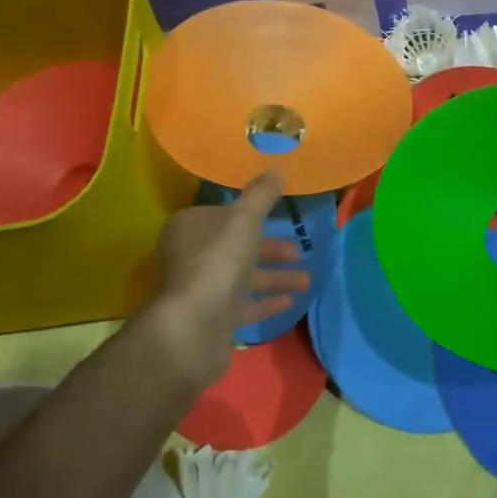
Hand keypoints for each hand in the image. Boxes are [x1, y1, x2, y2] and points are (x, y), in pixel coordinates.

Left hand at [143, 174, 309, 387]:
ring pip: (242, 276)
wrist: (192, 329)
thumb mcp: (244, 220)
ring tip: (306, 280)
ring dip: (274, 276)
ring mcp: (200, 289)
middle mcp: (190, 256)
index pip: (222, 213)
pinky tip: (290, 300)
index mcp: (190, 227)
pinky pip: (242, 305)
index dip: (250, 213)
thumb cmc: (217, 263)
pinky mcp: (210, 319)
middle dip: (269, 247)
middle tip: (298, 250)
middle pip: (235, 245)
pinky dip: (265, 300)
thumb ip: (261, 195)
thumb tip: (275, 168)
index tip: (279, 215)